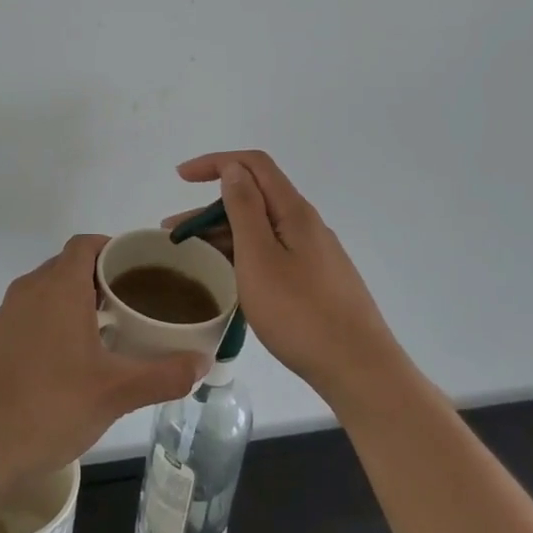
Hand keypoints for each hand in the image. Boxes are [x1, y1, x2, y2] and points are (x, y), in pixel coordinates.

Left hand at [0, 235, 206, 495]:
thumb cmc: (49, 407)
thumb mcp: (115, 393)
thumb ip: (163, 374)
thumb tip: (203, 363)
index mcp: (58, 287)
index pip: (87, 244)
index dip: (114, 248)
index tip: (141, 268)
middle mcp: (29, 290)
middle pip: (69, 265)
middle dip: (102, 278)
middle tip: (135, 302)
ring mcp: (7, 315)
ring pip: (49, 291)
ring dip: (78, 301)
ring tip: (111, 330)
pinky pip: (32, 314)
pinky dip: (56, 321)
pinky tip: (73, 360)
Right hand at [166, 151, 398, 404]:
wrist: (359, 369)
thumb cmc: (301, 313)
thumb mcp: (260, 258)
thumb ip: (244, 209)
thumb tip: (234, 169)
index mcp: (294, 212)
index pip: (253, 165)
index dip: (216, 162)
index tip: (181, 178)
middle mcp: (306, 225)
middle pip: (255, 198)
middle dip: (210, 207)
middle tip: (173, 231)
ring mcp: (314, 254)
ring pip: (262, 230)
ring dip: (224, 234)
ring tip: (191, 257)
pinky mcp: (316, 281)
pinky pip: (272, 254)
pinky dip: (243, 256)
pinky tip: (228, 278)